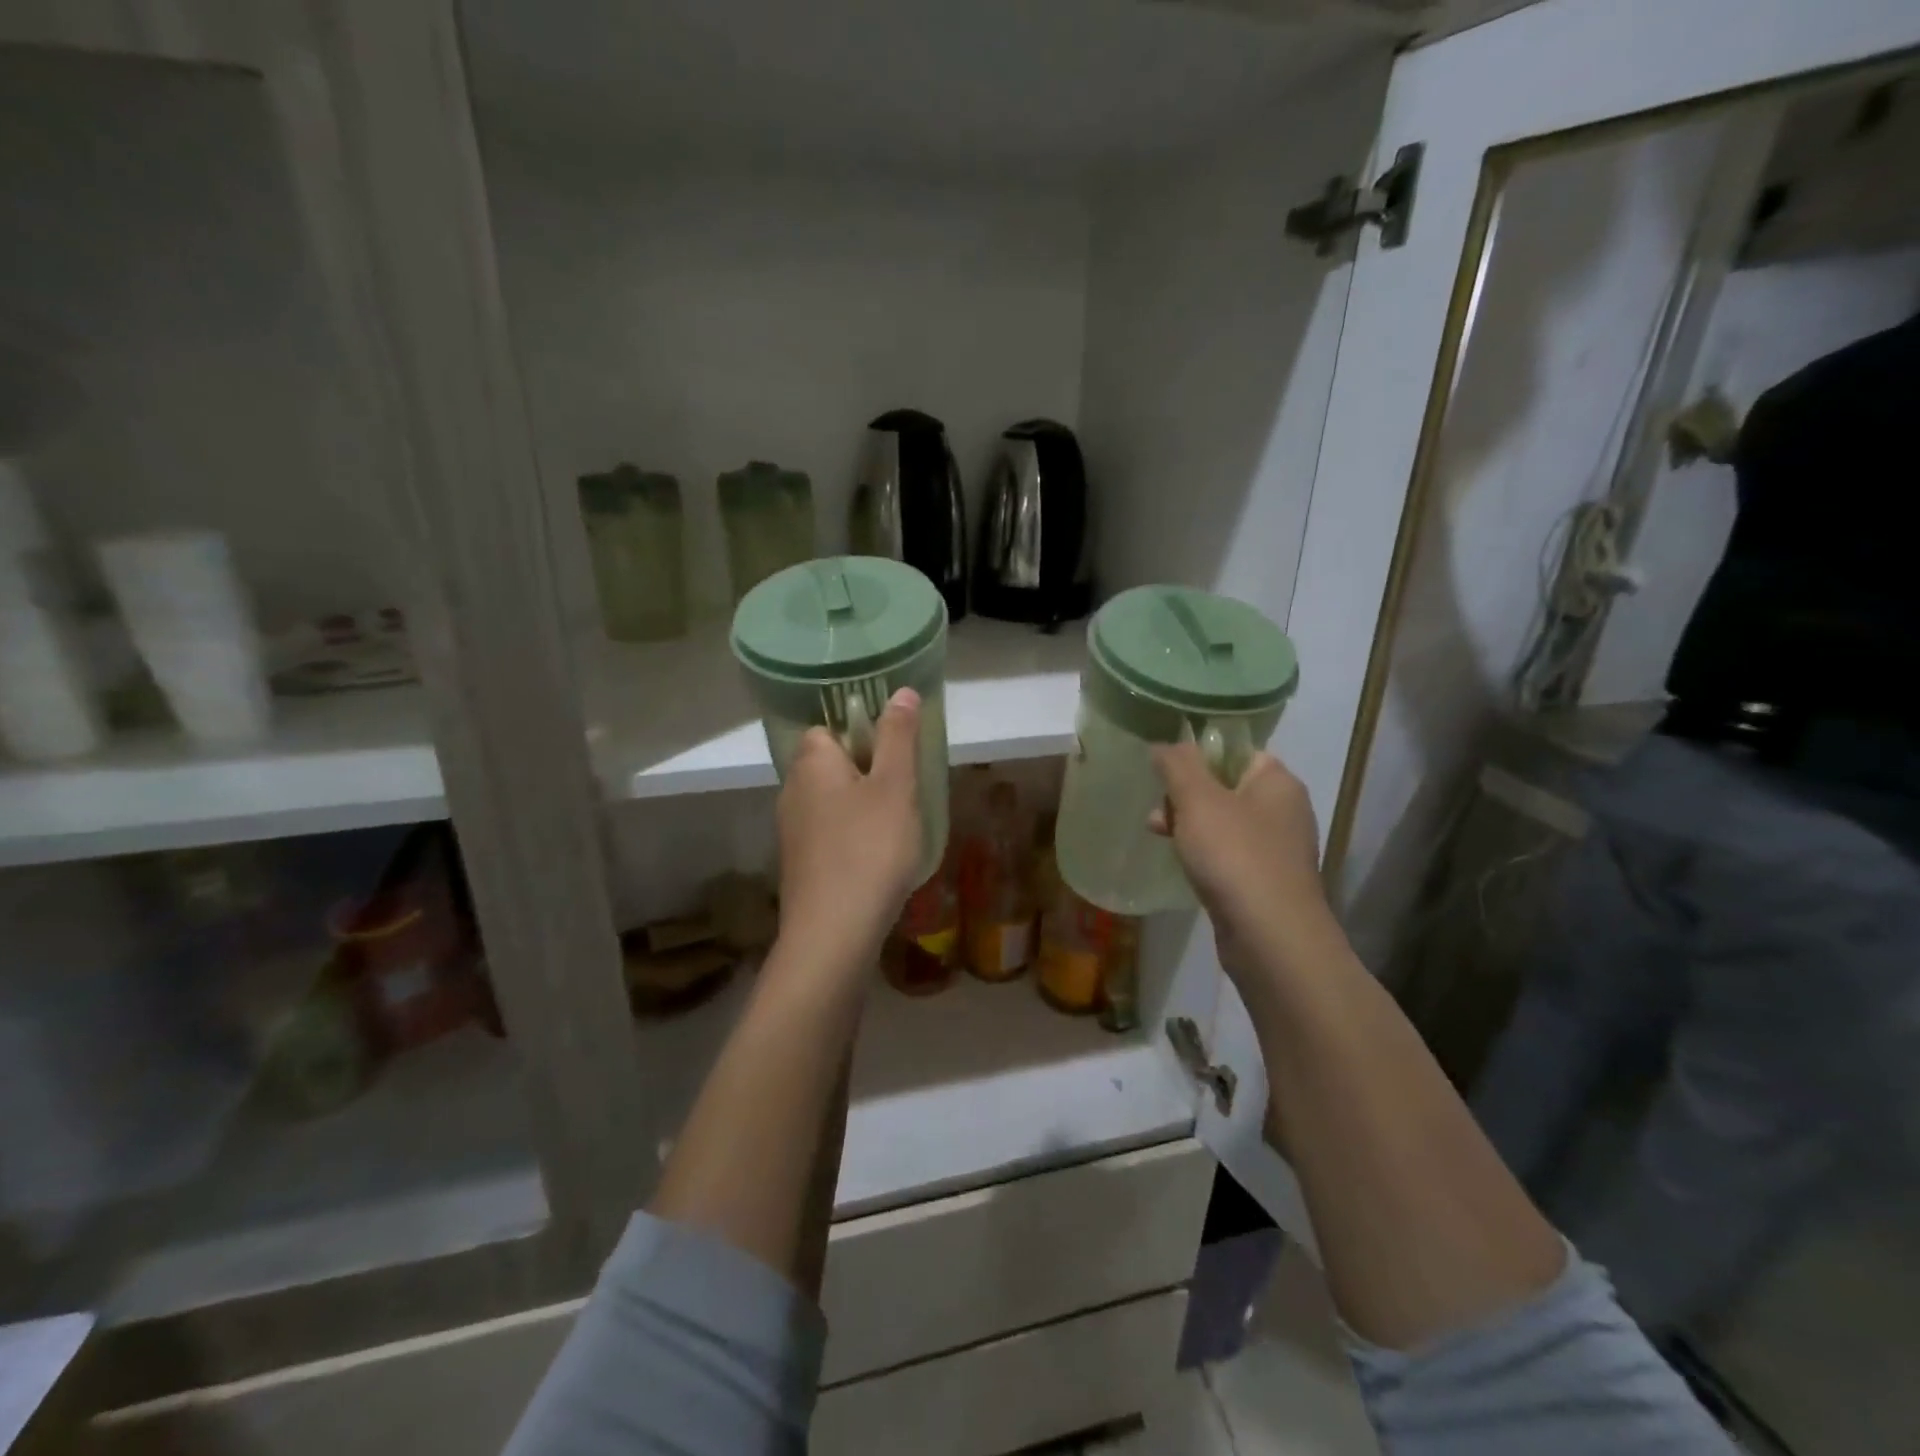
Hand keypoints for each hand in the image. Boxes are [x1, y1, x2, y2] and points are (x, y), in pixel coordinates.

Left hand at [775, 688, 924, 975]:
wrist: (833, 933)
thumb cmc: (870, 848)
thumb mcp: (895, 786)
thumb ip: (898, 737)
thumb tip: (902, 691)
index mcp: (811, 763)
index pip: (828, 727)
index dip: (861, 732)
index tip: (895, 750)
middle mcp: (792, 790)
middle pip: (830, 764)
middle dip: (867, 770)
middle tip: (905, 787)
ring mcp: (792, 831)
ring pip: (831, 801)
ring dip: (862, 805)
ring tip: (899, 823)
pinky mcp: (800, 865)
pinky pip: (830, 833)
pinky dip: (853, 836)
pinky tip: (878, 856)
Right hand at [1149, 744, 1332, 977]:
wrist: (1270, 937)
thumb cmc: (1235, 856)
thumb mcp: (1198, 799)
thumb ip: (1178, 764)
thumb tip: (1164, 744)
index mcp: (1277, 782)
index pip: (1236, 752)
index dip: (1199, 756)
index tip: (1166, 772)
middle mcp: (1283, 811)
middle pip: (1225, 786)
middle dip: (1185, 795)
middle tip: (1157, 810)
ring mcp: (1276, 850)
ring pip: (1223, 823)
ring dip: (1188, 825)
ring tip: (1157, 835)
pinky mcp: (1264, 882)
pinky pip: (1228, 855)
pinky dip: (1203, 855)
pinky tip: (1182, 864)